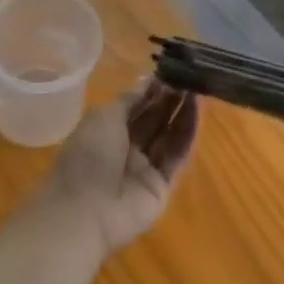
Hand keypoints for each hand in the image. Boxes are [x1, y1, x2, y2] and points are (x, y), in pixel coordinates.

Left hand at [40, 81, 198, 258]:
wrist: (85, 211)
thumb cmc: (88, 155)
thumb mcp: (104, 117)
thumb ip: (129, 100)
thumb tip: (148, 81)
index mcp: (107, 131)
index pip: (135, 107)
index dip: (152, 90)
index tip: (171, 71)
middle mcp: (127, 149)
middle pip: (154, 120)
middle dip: (170, 99)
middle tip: (189, 77)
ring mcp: (145, 169)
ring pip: (169, 137)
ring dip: (183, 113)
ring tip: (198, 89)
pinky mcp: (162, 187)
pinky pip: (177, 157)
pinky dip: (188, 134)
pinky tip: (198, 112)